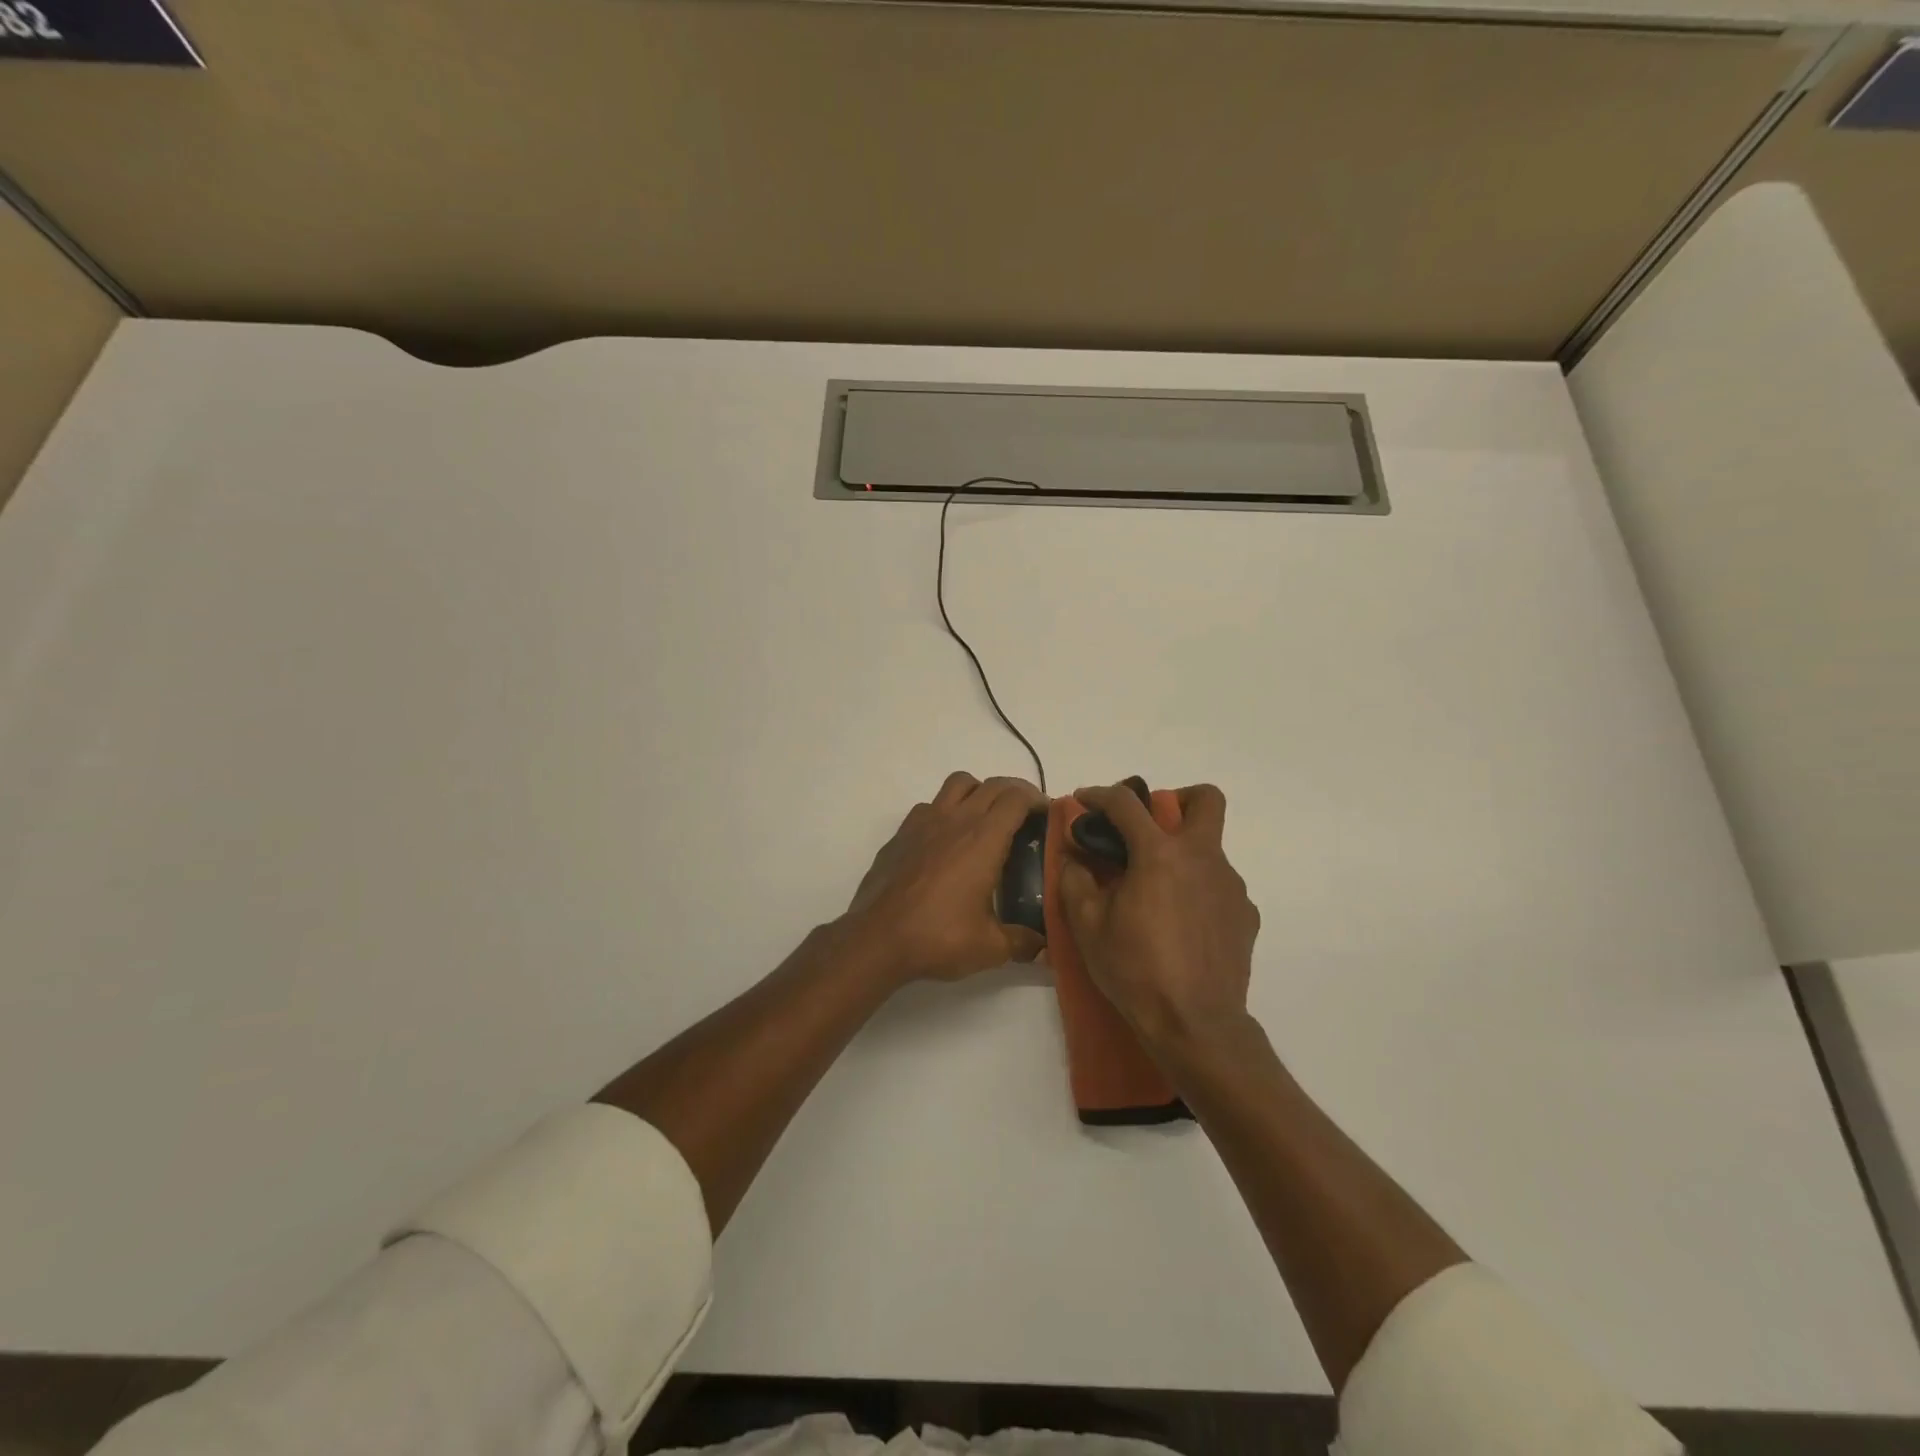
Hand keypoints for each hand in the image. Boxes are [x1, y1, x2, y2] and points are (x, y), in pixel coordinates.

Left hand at [843, 772, 1046, 982]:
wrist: (877, 939)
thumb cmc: (938, 937)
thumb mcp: (990, 947)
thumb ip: (1022, 942)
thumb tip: (1043, 946)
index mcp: (983, 838)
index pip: (1016, 797)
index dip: (1037, 799)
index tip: (1047, 815)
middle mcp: (956, 819)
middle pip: (992, 785)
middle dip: (1014, 792)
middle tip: (1026, 816)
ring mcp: (924, 822)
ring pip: (958, 784)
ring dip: (979, 791)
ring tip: (986, 818)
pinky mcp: (901, 833)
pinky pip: (930, 806)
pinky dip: (946, 811)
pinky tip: (947, 840)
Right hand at [1056, 782, 1260, 1052]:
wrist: (1196, 1025)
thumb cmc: (1135, 970)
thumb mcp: (1087, 926)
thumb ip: (1075, 879)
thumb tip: (1074, 854)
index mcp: (1159, 854)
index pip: (1126, 803)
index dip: (1099, 794)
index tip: (1083, 801)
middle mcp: (1202, 858)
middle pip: (1204, 799)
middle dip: (1177, 799)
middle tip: (1149, 826)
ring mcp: (1230, 885)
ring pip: (1209, 847)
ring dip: (1182, 853)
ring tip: (1155, 891)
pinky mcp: (1245, 914)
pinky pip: (1218, 885)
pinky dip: (1196, 889)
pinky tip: (1179, 922)